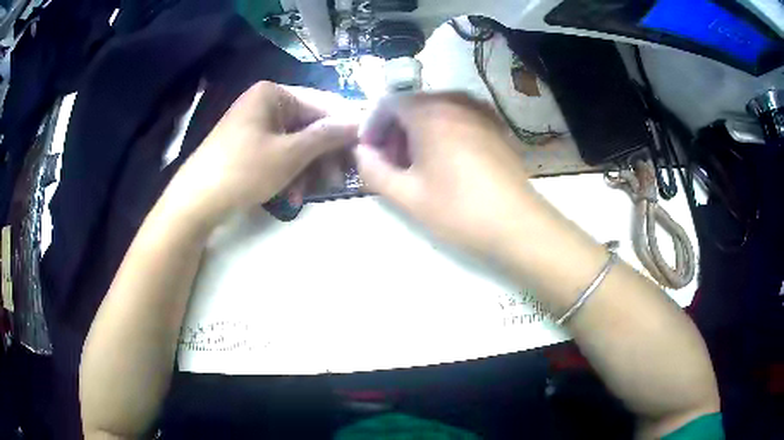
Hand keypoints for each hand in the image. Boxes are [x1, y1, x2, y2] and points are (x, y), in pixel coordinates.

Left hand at [166, 81, 358, 223]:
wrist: (196, 202)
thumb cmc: (243, 171)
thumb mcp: (290, 153)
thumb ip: (327, 135)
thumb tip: (360, 122)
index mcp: (274, 94)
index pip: (323, 104)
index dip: (345, 127)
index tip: (365, 150)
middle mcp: (265, 103)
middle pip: (309, 125)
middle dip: (323, 155)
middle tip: (337, 180)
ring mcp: (256, 125)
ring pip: (296, 143)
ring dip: (307, 169)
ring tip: (307, 193)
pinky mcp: (249, 146)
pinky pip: (280, 154)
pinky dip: (289, 173)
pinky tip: (290, 195)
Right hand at [355, 93, 538, 256]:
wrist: (518, 224)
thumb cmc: (459, 210)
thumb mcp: (407, 196)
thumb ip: (373, 170)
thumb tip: (362, 152)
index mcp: (429, 113)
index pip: (387, 103)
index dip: (372, 126)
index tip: (370, 153)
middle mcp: (454, 101)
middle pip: (412, 105)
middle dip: (395, 131)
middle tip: (393, 164)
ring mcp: (479, 110)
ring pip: (435, 110)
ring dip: (418, 131)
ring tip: (418, 165)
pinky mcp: (494, 124)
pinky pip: (458, 117)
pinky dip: (442, 130)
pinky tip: (446, 160)